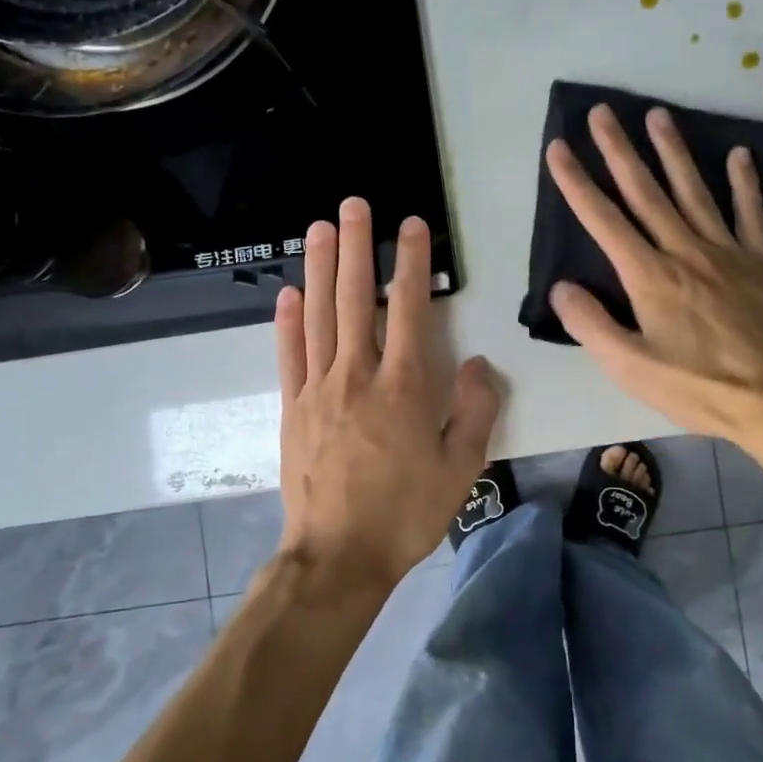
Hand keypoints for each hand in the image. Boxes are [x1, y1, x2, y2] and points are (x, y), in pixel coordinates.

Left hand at [274, 198, 501, 592]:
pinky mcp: (292, 408)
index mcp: (403, 387)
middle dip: (356, 247)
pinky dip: (287, 321)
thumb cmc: (406, 513)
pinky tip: (288, 292)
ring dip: (320, 268)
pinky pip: (289, 355)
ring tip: (320, 228)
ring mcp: (318, 389)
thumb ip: (473, 410)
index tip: (411, 225)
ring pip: (318, 316)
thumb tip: (475, 362)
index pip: (407, 308)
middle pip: (354, 298)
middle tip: (353, 204)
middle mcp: (357, 375)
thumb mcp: (461, 469)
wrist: (338, 557)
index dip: (410, 262)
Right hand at [547, 104, 762, 448]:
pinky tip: (738, 155)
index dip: (577, 183)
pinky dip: (744, 183)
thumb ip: (591, 325)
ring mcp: (727, 252)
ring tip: (658, 115)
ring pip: (694, 192)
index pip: (603, 221)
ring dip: (673, 152)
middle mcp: (685, 251)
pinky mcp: (761, 263)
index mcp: (649, 276)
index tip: (558, 148)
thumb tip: (560, 288)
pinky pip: (750, 214)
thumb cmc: (698, 387)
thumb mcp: (630, 368)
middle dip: (619, 151)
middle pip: (646, 192)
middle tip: (603, 111)